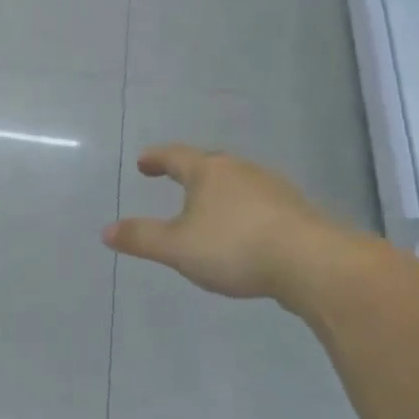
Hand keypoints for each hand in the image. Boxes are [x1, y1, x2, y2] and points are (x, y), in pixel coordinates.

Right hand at [102, 145, 342, 308]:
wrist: (312, 263)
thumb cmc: (235, 247)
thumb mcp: (178, 247)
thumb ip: (142, 238)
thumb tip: (106, 230)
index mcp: (209, 171)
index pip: (175, 156)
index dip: (156, 158)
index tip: (144, 162)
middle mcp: (240, 170)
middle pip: (209, 163)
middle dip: (190, 171)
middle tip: (175, 178)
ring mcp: (272, 187)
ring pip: (237, 181)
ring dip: (219, 191)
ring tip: (208, 207)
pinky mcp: (295, 210)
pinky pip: (259, 202)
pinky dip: (243, 209)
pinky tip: (245, 230)